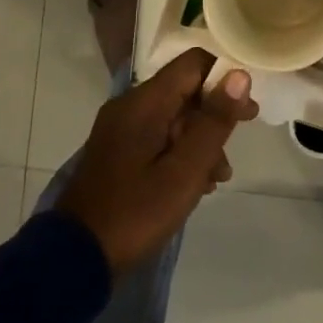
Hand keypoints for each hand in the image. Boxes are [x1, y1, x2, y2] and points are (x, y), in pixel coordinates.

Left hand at [55, 49, 257, 274]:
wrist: (75, 258)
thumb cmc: (136, 211)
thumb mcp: (185, 170)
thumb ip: (214, 120)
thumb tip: (240, 75)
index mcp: (144, 103)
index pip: (193, 63)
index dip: (225, 77)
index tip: (247, 107)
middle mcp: (130, 106)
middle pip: (184, 90)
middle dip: (215, 114)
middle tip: (240, 140)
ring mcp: (121, 130)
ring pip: (174, 117)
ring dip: (201, 139)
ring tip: (219, 176)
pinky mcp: (118, 152)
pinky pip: (158, 137)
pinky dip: (181, 152)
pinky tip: (196, 183)